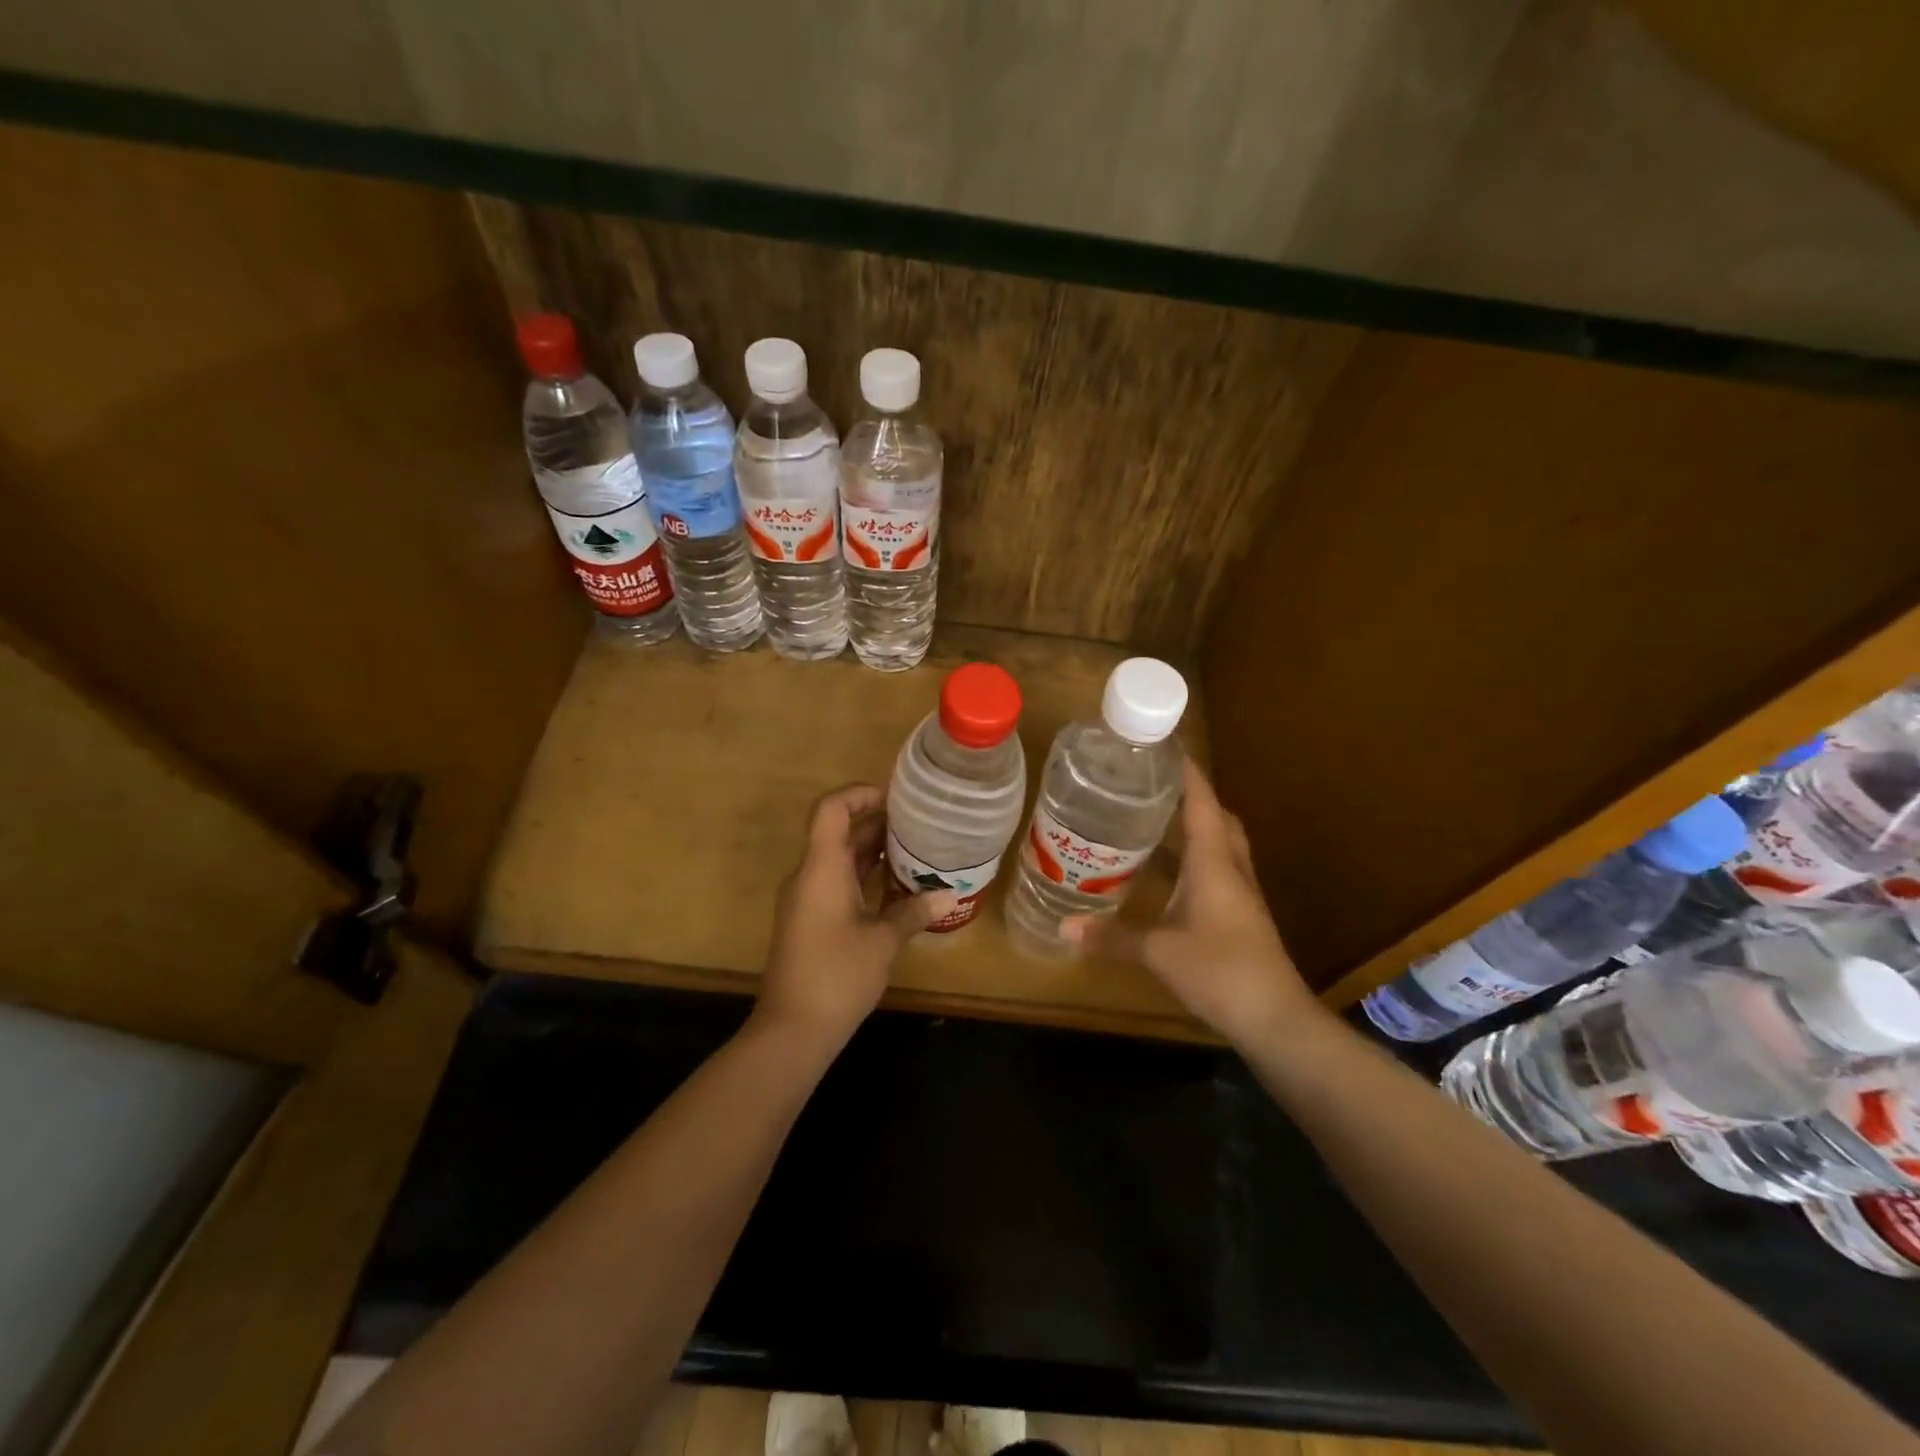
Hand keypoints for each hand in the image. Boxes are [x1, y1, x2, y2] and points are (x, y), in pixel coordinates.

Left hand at [757, 784, 956, 1046]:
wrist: (792, 1030)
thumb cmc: (836, 976)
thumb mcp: (882, 942)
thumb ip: (913, 912)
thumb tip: (951, 895)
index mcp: (821, 869)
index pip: (831, 809)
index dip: (859, 794)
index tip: (894, 798)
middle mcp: (810, 876)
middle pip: (838, 832)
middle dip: (876, 821)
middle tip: (918, 820)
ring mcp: (807, 899)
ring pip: (840, 859)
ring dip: (873, 849)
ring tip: (915, 845)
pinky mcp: (811, 920)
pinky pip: (838, 882)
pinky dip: (866, 875)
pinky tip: (898, 884)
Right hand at [1070, 761, 1328, 1050]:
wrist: (1275, 1019)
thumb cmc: (1219, 970)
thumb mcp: (1158, 952)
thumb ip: (1112, 937)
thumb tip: (1064, 927)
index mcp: (1214, 862)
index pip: (1202, 802)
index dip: (1187, 772)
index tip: (1165, 746)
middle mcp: (1231, 868)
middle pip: (1217, 818)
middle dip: (1191, 797)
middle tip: (1154, 787)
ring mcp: (1240, 893)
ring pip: (1220, 845)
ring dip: (1194, 828)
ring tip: (1154, 821)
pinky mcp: (1241, 915)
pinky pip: (1218, 871)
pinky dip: (1194, 860)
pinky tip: (1168, 874)